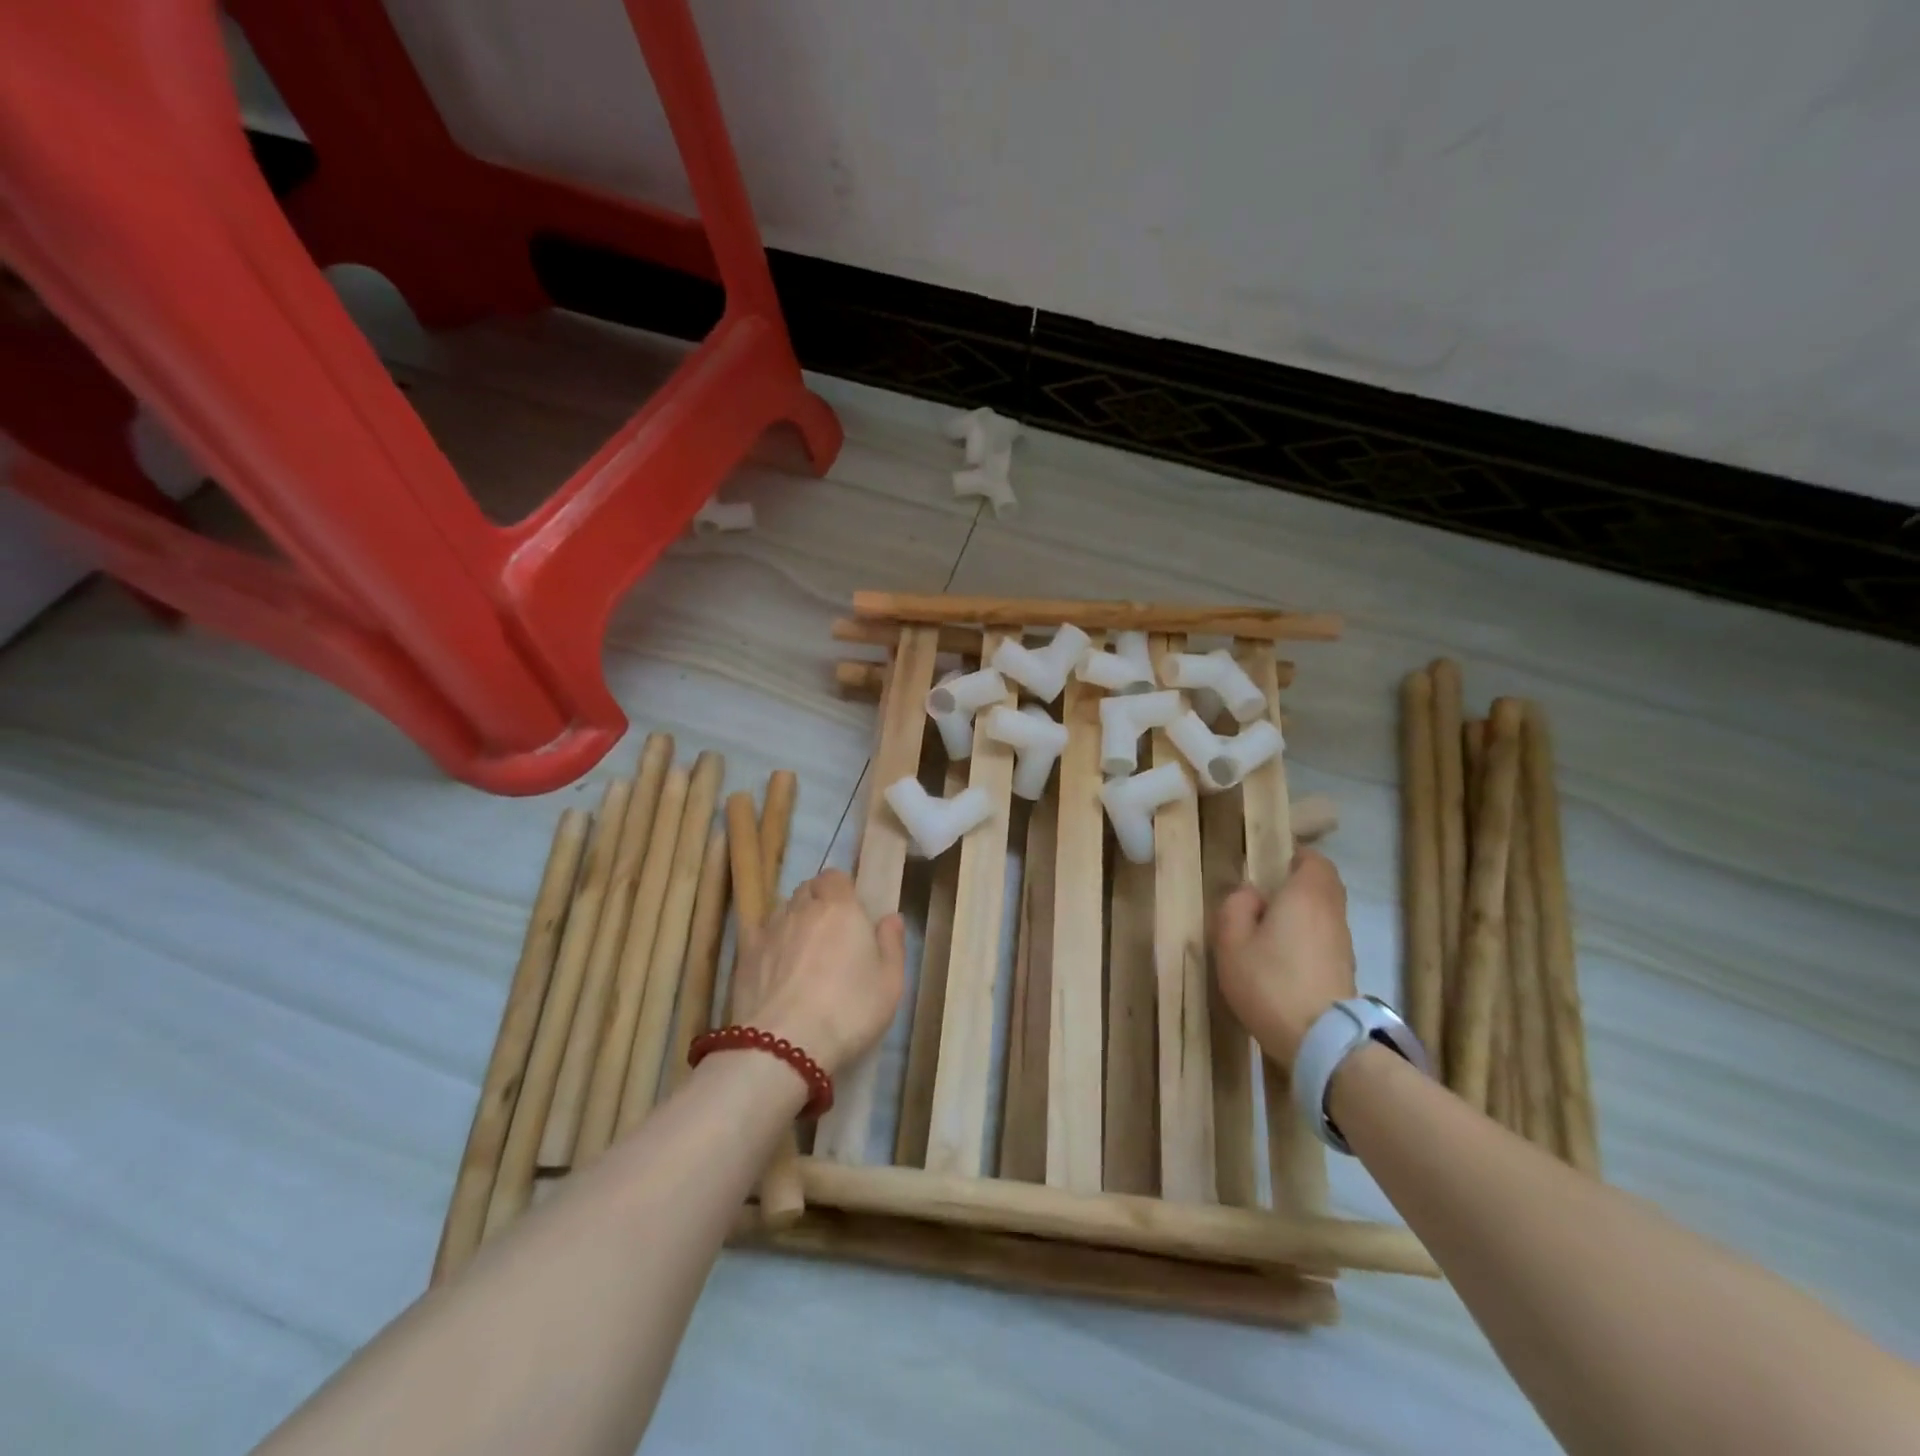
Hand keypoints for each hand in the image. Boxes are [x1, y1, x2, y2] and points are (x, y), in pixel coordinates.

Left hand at [737, 869, 905, 1077]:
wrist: (785, 1044)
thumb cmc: (849, 1010)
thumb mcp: (890, 983)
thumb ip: (892, 944)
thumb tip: (891, 918)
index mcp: (840, 908)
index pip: (835, 876)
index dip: (842, 889)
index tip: (851, 911)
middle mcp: (803, 909)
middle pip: (808, 889)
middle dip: (818, 900)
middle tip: (830, 930)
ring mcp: (770, 930)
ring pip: (783, 910)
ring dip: (794, 920)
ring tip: (803, 949)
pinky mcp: (745, 955)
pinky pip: (759, 934)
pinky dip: (769, 941)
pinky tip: (774, 962)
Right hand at [1214, 848, 1357, 1065]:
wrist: (1321, 1041)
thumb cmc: (1269, 982)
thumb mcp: (1232, 942)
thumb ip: (1236, 907)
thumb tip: (1251, 894)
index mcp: (1305, 895)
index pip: (1313, 860)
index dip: (1294, 856)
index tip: (1270, 864)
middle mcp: (1331, 912)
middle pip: (1324, 884)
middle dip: (1299, 882)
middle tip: (1266, 894)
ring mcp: (1342, 943)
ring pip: (1326, 912)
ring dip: (1303, 912)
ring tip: (1270, 928)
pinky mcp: (1344, 969)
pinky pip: (1326, 936)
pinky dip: (1309, 936)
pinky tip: (1284, 956)